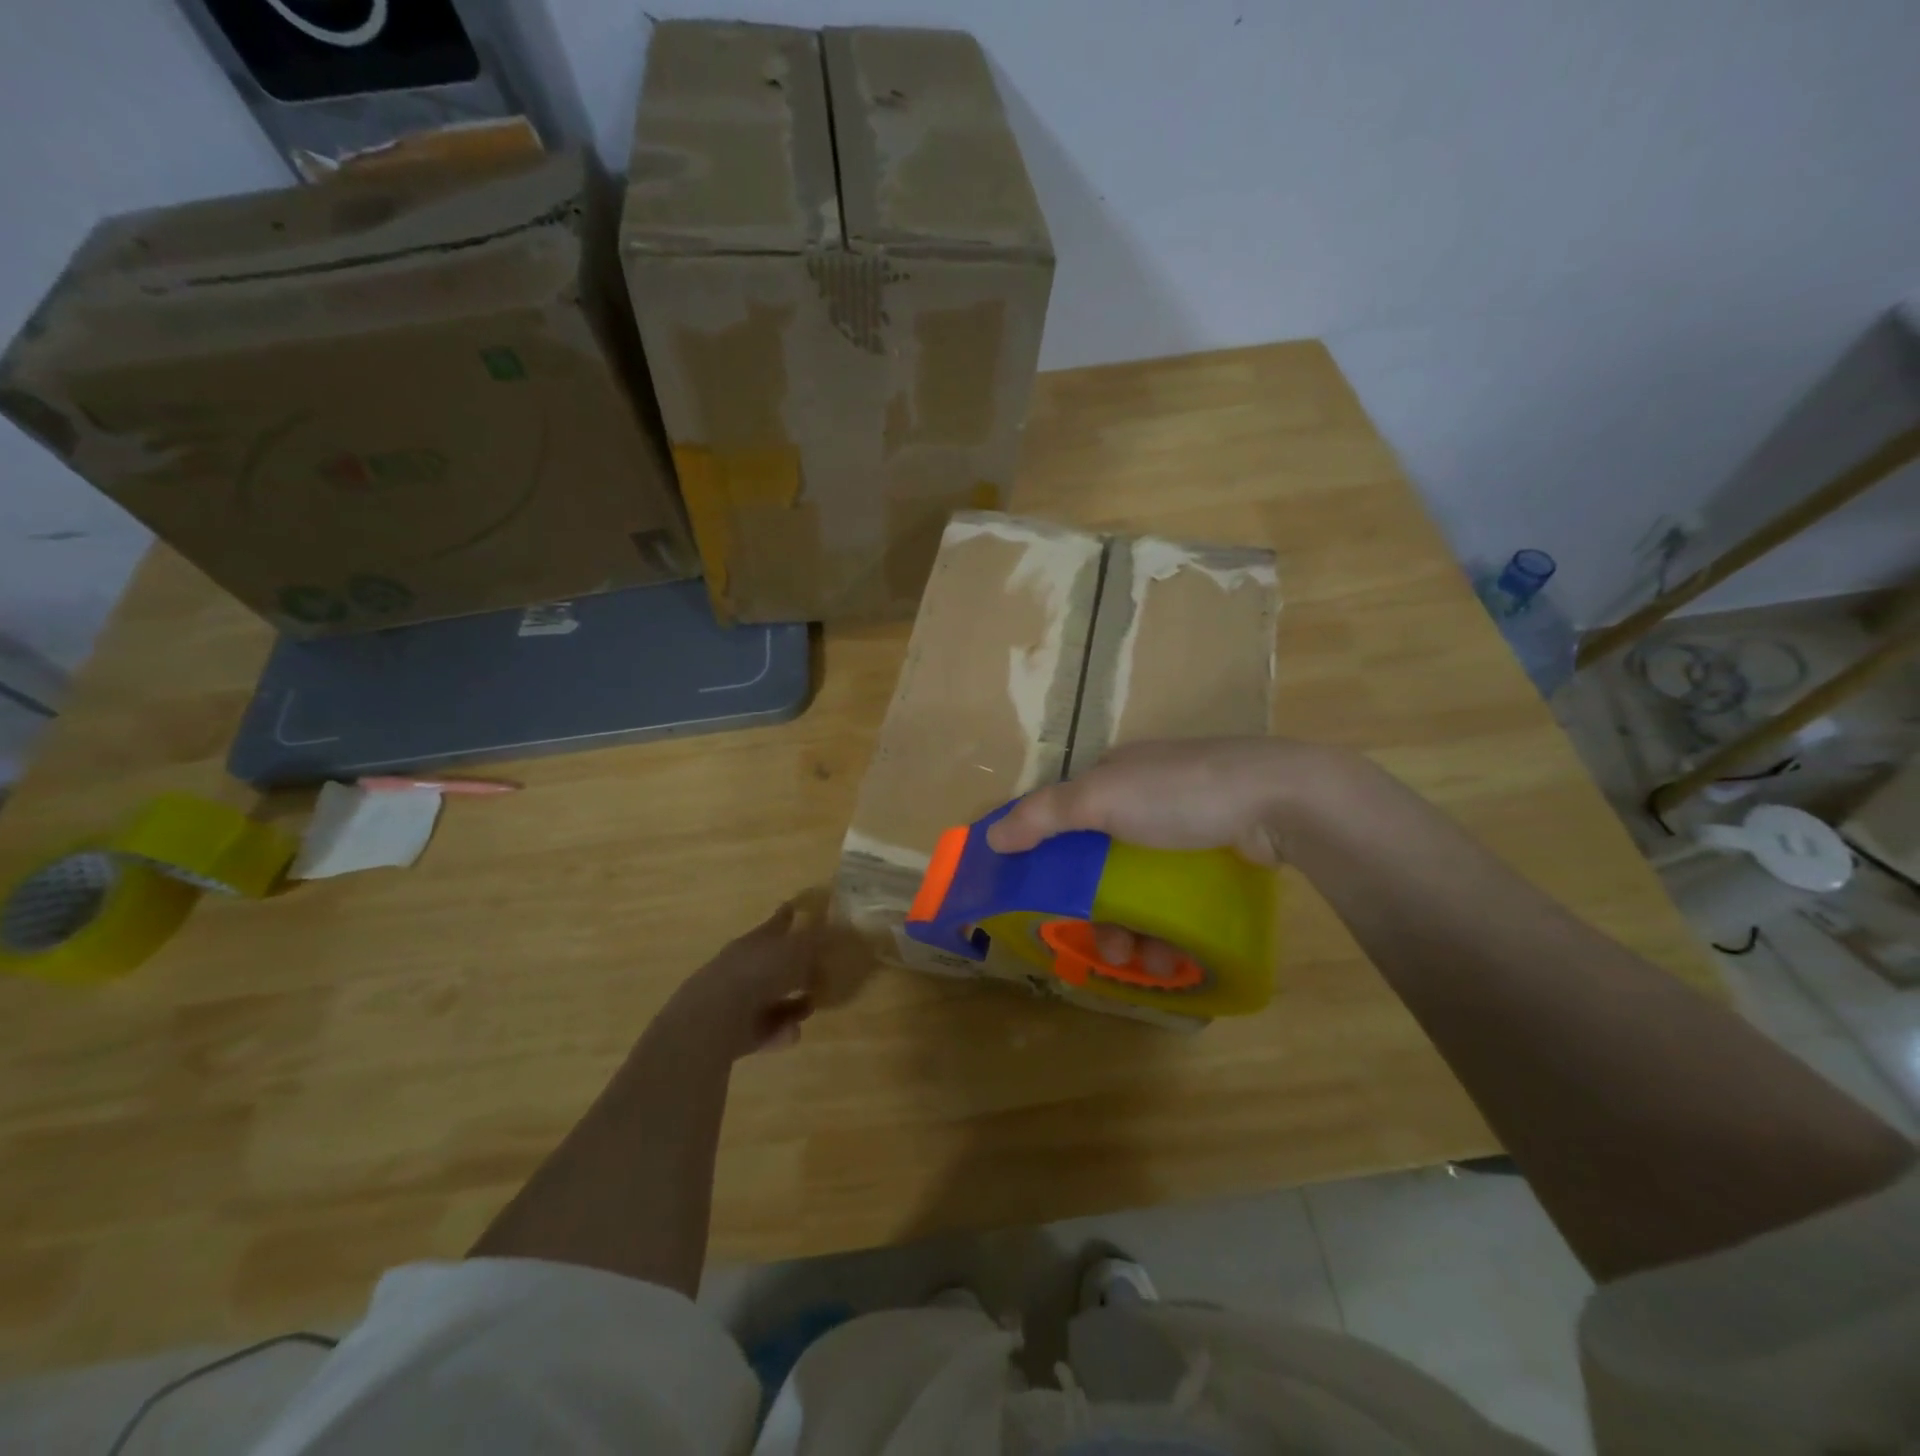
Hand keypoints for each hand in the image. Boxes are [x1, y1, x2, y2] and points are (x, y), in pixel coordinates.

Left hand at [658, 900, 842, 1059]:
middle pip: (772, 963)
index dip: (789, 917)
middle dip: (793, 968)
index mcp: (755, 941)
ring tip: (811, 1007)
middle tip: (818, 971)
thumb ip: (816, 942)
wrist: (714, 1020)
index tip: (799, 910)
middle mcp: (743, 966)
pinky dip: (779, 1031)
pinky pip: (764, 1028)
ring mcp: (735, 1000)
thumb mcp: (797, 950)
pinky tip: (793, 1034)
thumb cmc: (759, 973)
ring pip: (769, 998)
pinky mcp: (733, 1032)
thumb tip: (831, 932)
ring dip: (790, 1004)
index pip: (777, 924)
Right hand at [986, 738, 1313, 974]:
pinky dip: (1170, 929)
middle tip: (1107, 950)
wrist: (1281, 799)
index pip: (1064, 819)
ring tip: (1148, 964)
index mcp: (1113, 777)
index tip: (1046, 906)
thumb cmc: (1181, 794)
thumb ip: (1044, 816)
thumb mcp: (1103, 798)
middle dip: (1099, 913)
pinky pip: (1177, 898)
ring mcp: (1183, 828)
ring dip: (1135, 932)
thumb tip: (991, 838)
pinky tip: (1176, 957)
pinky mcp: (1217, 854)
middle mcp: (1143, 800)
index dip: (1048, 861)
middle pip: (1100, 864)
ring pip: (1139, 889)